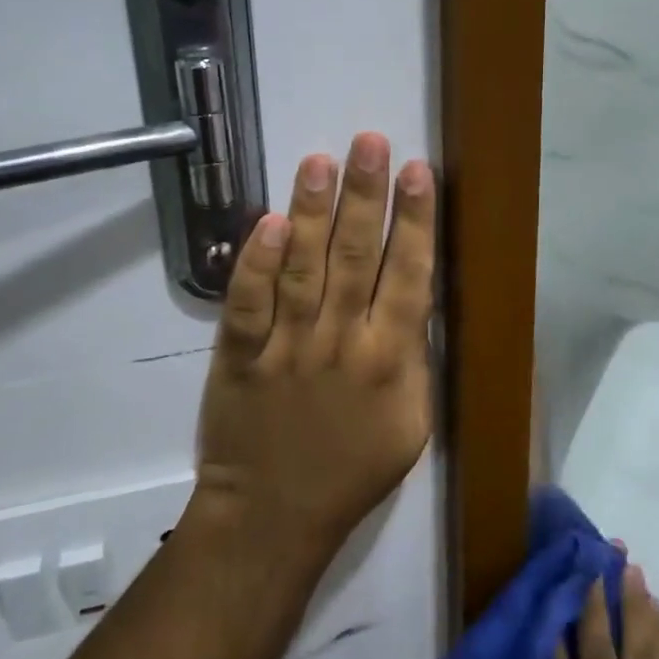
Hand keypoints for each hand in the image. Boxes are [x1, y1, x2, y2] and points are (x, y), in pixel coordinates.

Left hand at [190, 131, 434, 569]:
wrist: (273, 516)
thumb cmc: (351, 470)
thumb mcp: (411, 424)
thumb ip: (414, 358)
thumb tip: (413, 297)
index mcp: (390, 360)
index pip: (409, 276)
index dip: (415, 221)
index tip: (417, 172)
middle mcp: (341, 343)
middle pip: (357, 257)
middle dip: (366, 196)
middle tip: (370, 142)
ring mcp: (287, 347)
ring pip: (303, 268)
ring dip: (313, 212)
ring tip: (320, 161)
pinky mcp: (241, 356)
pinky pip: (248, 304)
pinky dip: (256, 264)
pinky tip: (269, 221)